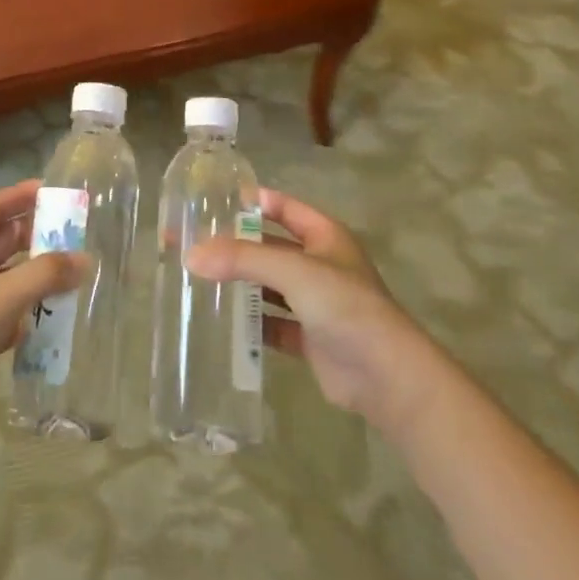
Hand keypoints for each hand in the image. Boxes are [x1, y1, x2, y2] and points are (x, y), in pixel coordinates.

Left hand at [0, 180, 84, 452]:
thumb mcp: (3, 297)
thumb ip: (46, 275)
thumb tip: (85, 259)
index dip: (20, 196)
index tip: (52, 191)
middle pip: (0, 241)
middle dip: (34, 237)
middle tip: (72, 236)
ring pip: (3, 276)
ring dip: (32, 276)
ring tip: (69, 276)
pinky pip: (0, 308)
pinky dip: (22, 310)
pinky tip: (46, 321)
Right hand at [186, 190, 430, 435]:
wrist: (388, 378)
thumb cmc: (346, 307)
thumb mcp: (295, 272)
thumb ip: (243, 259)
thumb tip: (190, 254)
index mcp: (323, 235)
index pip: (281, 206)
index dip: (249, 201)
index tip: (209, 203)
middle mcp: (318, 263)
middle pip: (268, 246)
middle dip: (233, 245)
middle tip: (190, 244)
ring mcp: (315, 302)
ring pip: (267, 285)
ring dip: (238, 284)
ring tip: (195, 280)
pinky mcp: (309, 337)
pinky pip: (271, 323)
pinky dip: (249, 322)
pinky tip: (219, 322)